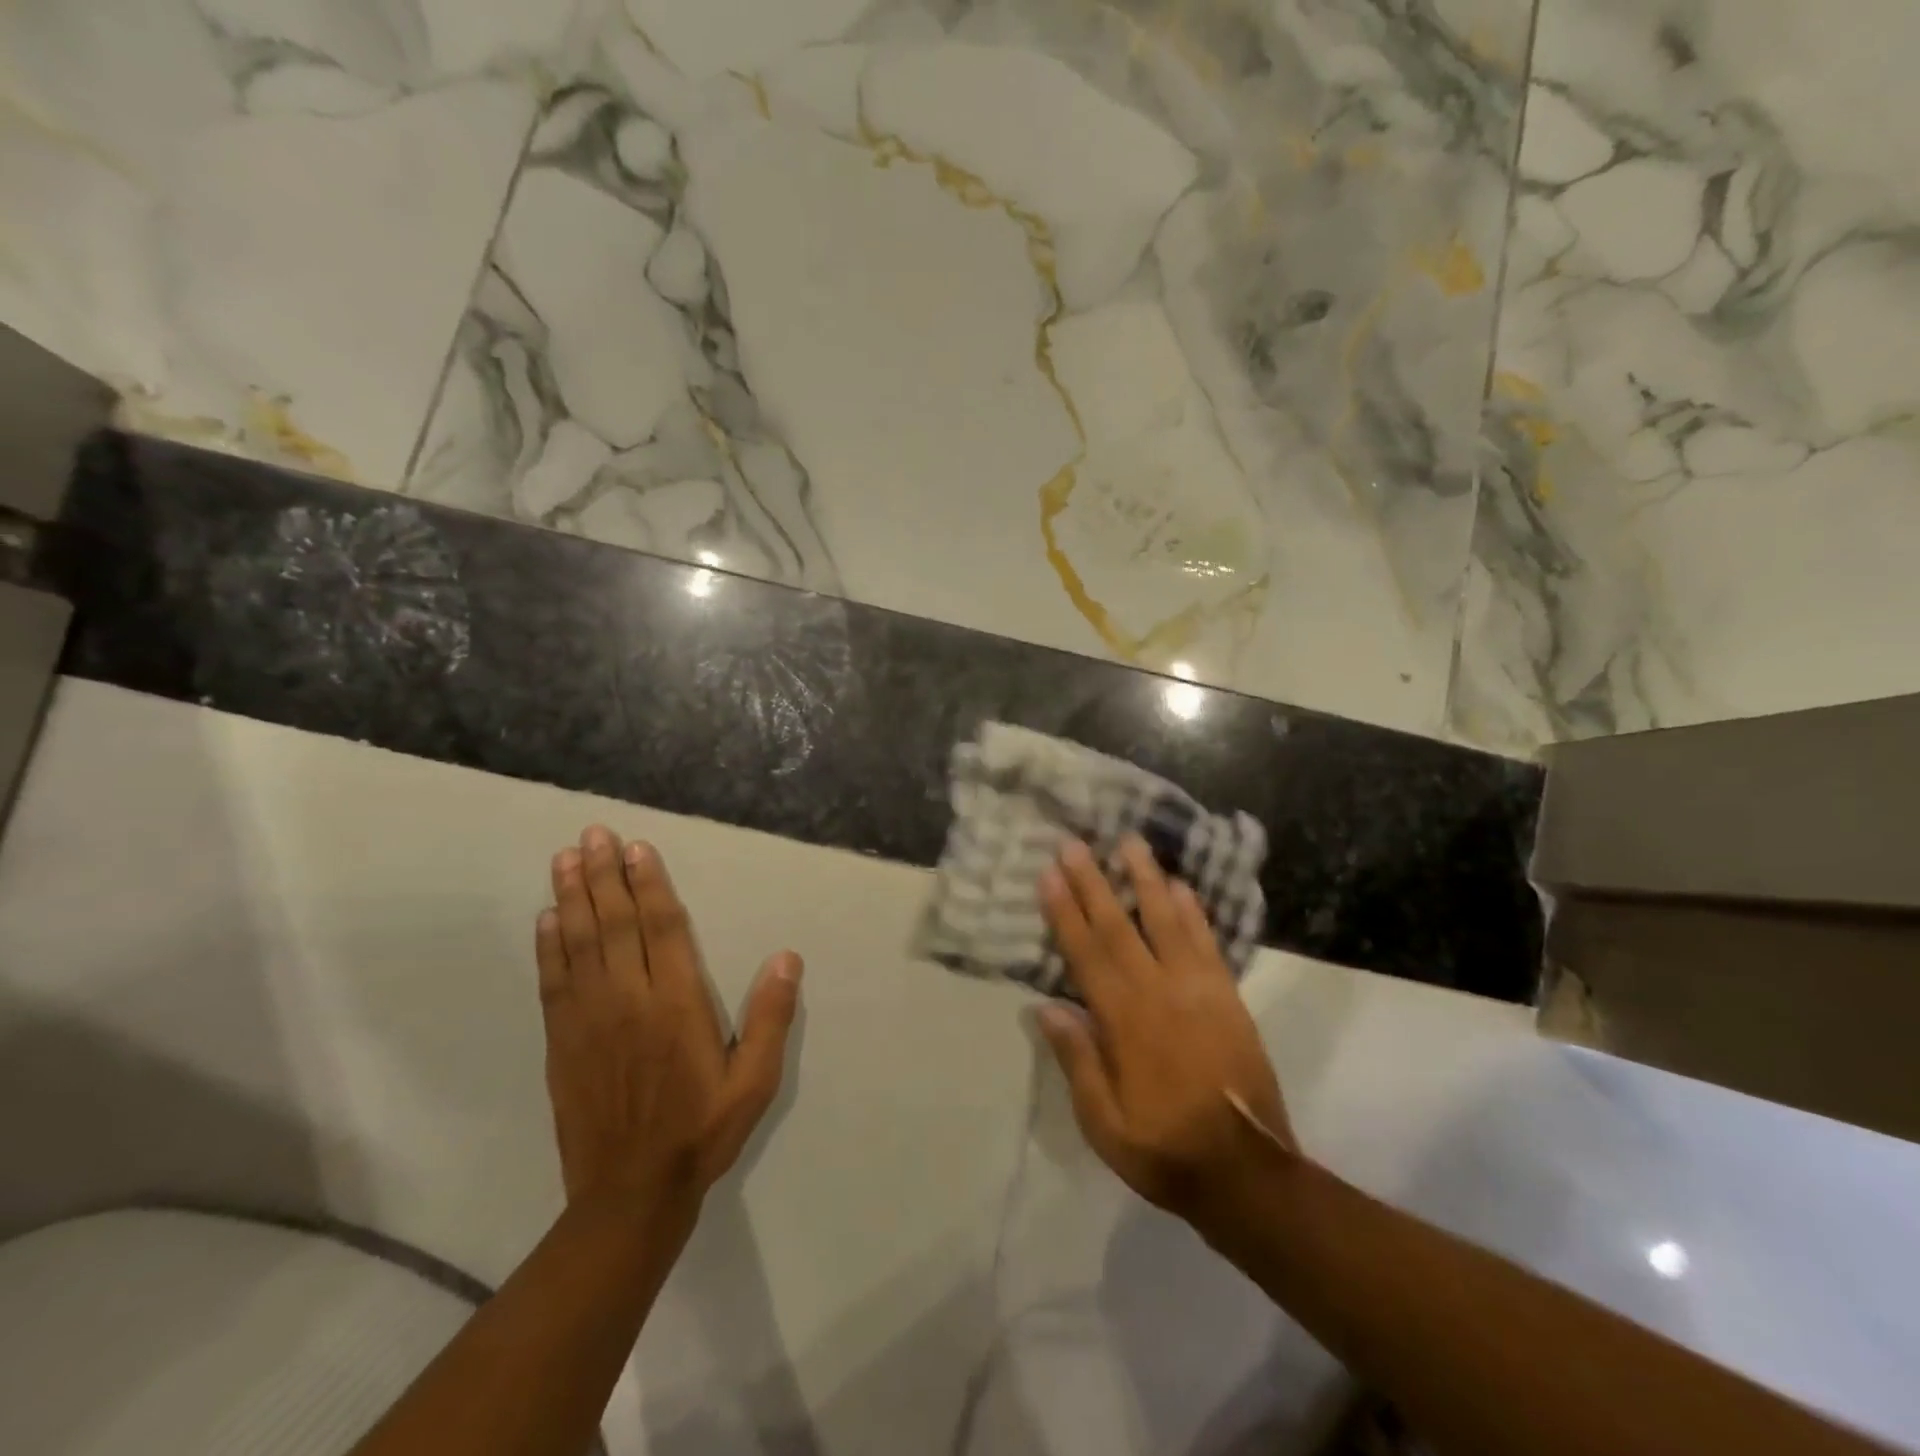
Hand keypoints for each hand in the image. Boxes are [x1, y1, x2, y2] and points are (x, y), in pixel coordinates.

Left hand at [537, 825, 801, 1215]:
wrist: (629, 1194)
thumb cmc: (702, 1131)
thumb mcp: (755, 1082)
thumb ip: (772, 1018)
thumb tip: (787, 957)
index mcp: (677, 1004)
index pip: (662, 928)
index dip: (649, 884)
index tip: (636, 848)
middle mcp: (629, 1000)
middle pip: (615, 924)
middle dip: (603, 875)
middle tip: (592, 834)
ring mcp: (589, 1019)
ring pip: (580, 943)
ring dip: (572, 897)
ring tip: (564, 858)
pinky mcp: (562, 1041)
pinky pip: (554, 981)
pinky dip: (549, 946)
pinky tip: (547, 918)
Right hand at [1035, 835, 1294, 1223]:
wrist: (1247, 1171)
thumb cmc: (1165, 1149)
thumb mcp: (1104, 1124)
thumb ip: (1077, 1061)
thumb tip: (1046, 1007)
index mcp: (1123, 1021)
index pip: (1086, 954)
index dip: (1065, 912)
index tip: (1049, 874)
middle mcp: (1159, 992)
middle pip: (1119, 927)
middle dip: (1094, 882)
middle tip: (1076, 843)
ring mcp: (1198, 990)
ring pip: (1166, 922)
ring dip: (1146, 879)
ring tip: (1130, 842)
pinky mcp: (1227, 996)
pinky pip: (1207, 943)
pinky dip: (1193, 911)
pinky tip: (1181, 886)